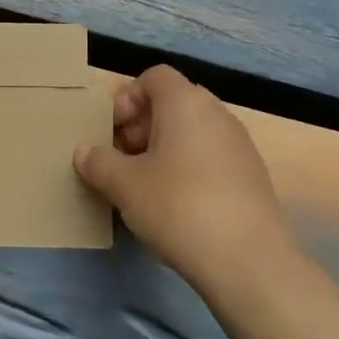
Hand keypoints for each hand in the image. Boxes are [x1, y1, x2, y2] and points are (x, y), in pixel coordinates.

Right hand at [74, 66, 291, 290]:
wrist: (248, 262)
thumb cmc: (178, 206)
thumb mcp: (123, 184)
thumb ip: (98, 162)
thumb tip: (85, 153)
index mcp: (186, 103)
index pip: (154, 77)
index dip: (127, 98)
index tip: (113, 132)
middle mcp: (217, 114)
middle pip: (173, 103)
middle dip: (143, 125)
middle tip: (123, 158)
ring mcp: (240, 146)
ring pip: (193, 131)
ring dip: (164, 148)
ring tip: (145, 184)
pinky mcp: (253, 177)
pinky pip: (211, 156)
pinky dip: (189, 168)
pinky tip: (176, 205)